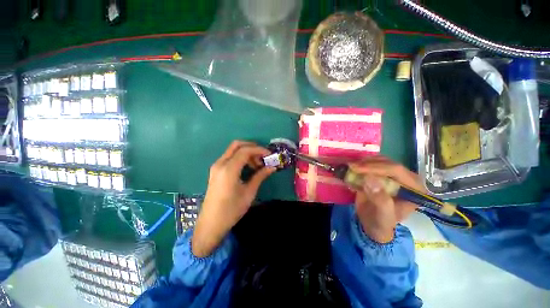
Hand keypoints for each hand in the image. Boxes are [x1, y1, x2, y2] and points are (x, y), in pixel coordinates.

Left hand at [192, 141, 275, 256]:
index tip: (270, 155)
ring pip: (233, 150)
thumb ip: (260, 176)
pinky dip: (240, 157)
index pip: (245, 150)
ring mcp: (216, 166)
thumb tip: (273, 167)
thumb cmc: (231, 210)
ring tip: (257, 165)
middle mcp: (220, 163)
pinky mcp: (216, 170)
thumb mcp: (249, 192)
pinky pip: (230, 157)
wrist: (211, 223)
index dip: (259, 150)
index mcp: (228, 169)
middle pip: (237, 145)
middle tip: (263, 157)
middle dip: (252, 147)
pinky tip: (248, 167)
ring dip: (247, 153)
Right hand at [349, 156, 424, 243]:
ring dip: (363, 162)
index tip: (357, 169)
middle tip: (351, 167)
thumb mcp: (382, 214)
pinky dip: (361, 164)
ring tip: (351, 167)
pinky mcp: (383, 174)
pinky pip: (373, 163)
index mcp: (414, 189)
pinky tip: (353, 169)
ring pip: (380, 160)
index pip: (396, 170)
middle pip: (387, 163)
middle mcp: (406, 178)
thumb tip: (370, 178)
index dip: (376, 167)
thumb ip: (380, 199)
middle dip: (368, 164)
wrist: (373, 223)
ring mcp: (394, 175)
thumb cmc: (381, 222)